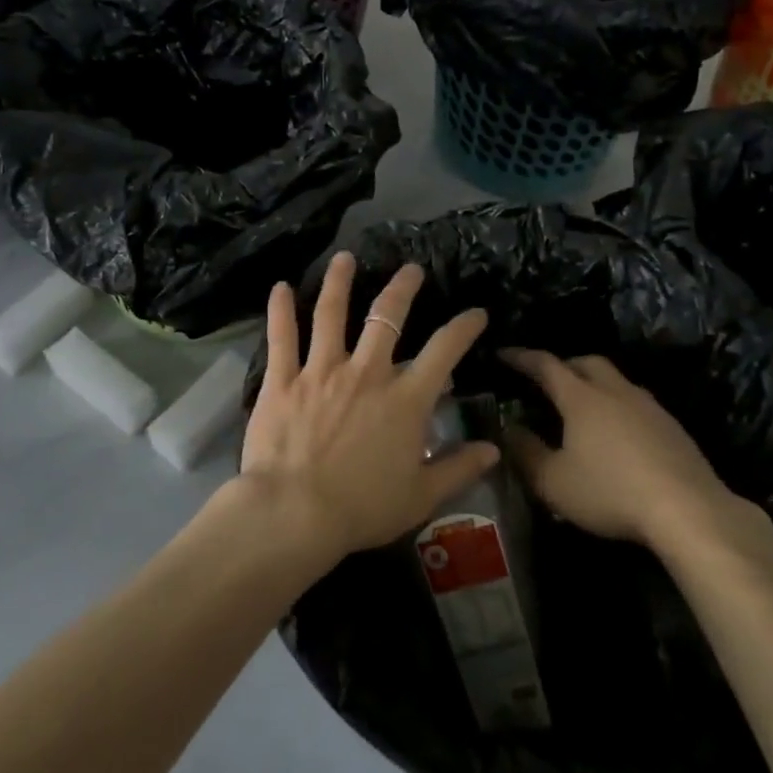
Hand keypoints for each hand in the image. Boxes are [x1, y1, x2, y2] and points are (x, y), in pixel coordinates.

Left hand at [239, 252, 498, 558]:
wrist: (295, 513)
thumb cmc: (362, 508)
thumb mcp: (421, 496)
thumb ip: (458, 469)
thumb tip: (493, 449)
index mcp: (404, 400)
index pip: (444, 351)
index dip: (464, 327)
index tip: (476, 312)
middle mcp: (366, 373)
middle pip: (386, 317)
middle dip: (402, 288)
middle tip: (410, 269)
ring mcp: (321, 371)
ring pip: (331, 314)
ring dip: (339, 282)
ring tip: (345, 259)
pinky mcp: (283, 379)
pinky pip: (282, 337)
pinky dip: (280, 309)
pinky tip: (279, 286)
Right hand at [499, 349, 734, 545]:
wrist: (689, 511)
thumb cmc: (610, 492)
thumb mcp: (553, 482)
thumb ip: (525, 453)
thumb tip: (508, 429)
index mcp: (581, 397)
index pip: (545, 365)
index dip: (521, 358)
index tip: (502, 354)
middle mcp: (615, 391)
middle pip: (586, 362)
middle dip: (562, 364)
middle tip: (546, 380)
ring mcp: (649, 407)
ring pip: (616, 380)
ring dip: (594, 383)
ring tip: (582, 405)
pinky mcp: (673, 427)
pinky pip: (637, 402)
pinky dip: (618, 406)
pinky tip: (617, 433)